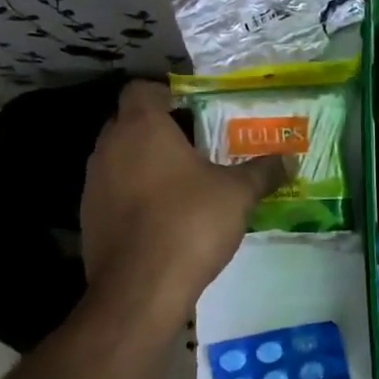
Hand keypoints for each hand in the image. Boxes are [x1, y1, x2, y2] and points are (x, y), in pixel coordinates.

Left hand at [80, 81, 290, 316]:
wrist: (141, 288)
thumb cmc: (190, 223)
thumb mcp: (238, 194)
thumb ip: (263, 172)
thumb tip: (289, 159)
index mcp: (142, 128)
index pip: (142, 90)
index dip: (167, 94)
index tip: (194, 111)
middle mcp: (109, 147)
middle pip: (129, 123)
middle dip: (160, 131)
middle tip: (197, 147)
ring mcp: (94, 184)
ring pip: (120, 159)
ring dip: (145, 165)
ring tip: (183, 185)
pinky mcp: (89, 218)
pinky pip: (114, 192)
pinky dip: (135, 196)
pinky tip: (163, 218)